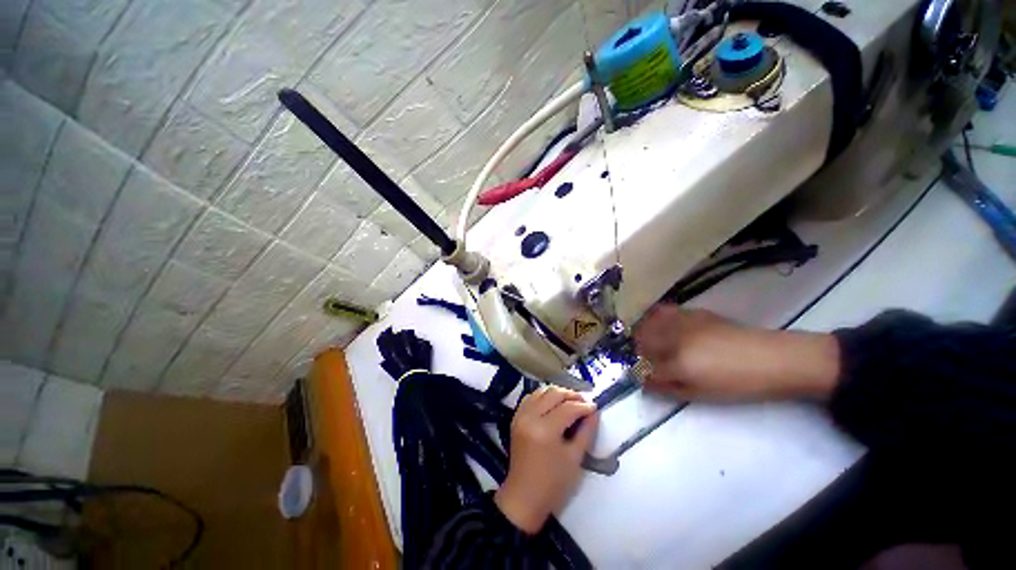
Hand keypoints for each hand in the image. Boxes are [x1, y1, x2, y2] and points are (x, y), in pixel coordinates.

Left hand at [494, 386, 597, 533]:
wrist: (524, 497)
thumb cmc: (553, 484)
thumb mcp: (575, 459)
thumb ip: (586, 432)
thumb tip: (593, 412)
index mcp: (545, 430)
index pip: (568, 408)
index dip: (584, 406)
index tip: (595, 407)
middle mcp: (530, 417)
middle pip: (553, 394)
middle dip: (572, 395)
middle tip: (585, 402)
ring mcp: (520, 415)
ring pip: (541, 391)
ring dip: (557, 393)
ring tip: (571, 401)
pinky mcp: (516, 417)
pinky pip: (531, 397)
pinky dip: (544, 396)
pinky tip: (553, 404)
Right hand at [634, 305, 839, 400]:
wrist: (772, 359)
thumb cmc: (737, 383)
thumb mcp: (700, 394)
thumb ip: (668, 387)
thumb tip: (643, 382)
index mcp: (678, 363)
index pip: (644, 367)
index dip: (638, 372)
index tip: (638, 375)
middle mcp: (675, 339)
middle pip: (641, 341)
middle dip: (636, 350)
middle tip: (642, 358)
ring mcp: (683, 323)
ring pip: (648, 323)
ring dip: (641, 332)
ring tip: (646, 340)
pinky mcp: (693, 312)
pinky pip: (663, 311)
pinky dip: (654, 318)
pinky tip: (659, 324)